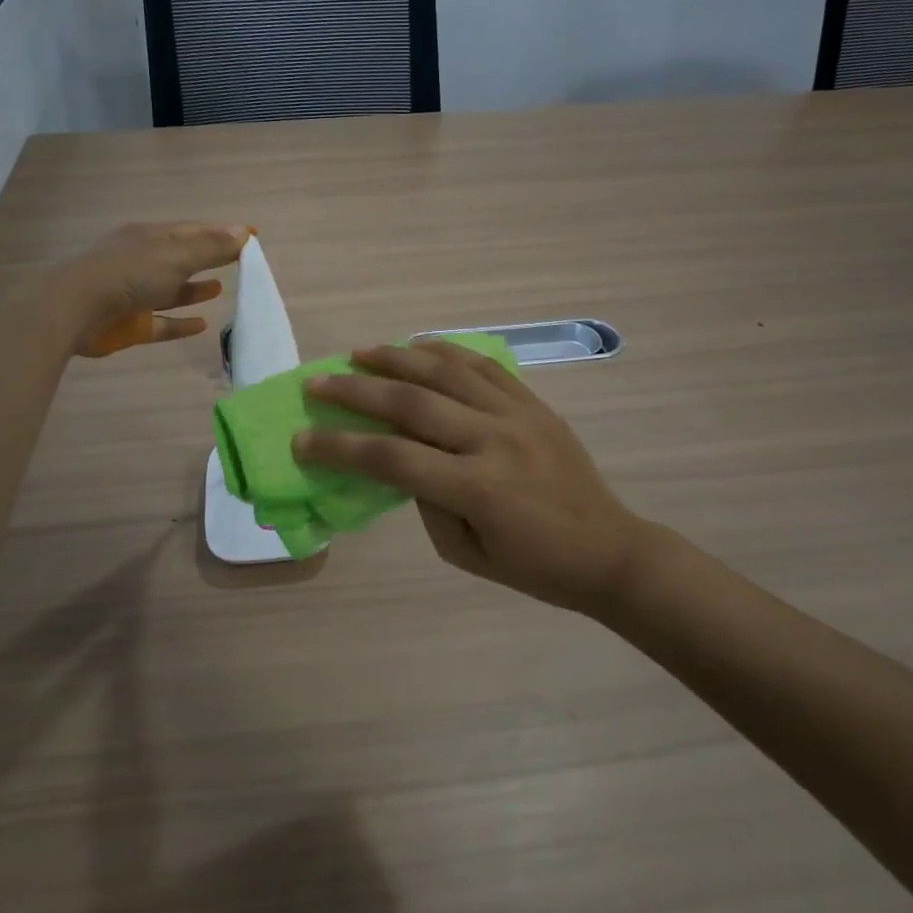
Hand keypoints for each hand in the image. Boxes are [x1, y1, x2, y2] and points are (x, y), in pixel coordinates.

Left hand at [56, 222, 248, 356]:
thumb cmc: (129, 273)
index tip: (252, 235)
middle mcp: (141, 262)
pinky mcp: (129, 325)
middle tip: (238, 262)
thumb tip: (243, 232)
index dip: (223, 232)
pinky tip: (202, 325)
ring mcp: (133, 294)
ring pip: (170, 290)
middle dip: (208, 258)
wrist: (74, 309)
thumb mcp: (176, 255)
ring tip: (220, 288)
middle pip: (181, 258)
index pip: (194, 230)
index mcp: (150, 237)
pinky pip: (161, 323)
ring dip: (194, 289)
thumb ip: (211, 247)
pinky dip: (180, 323)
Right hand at [294, 343, 651, 613]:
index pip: (392, 458)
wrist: (608, 550)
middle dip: (356, 391)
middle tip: (318, 382)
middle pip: (411, 403)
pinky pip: (484, 365)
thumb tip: (403, 458)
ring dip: (396, 358)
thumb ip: (427, 501)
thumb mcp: (466, 553)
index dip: (341, 447)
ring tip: (359, 353)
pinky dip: (446, 351)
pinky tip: (419, 346)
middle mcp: (493, 440)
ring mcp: (517, 414)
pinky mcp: (533, 402)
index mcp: (476, 488)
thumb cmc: (534, 566)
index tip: (303, 438)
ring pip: (446, 372)